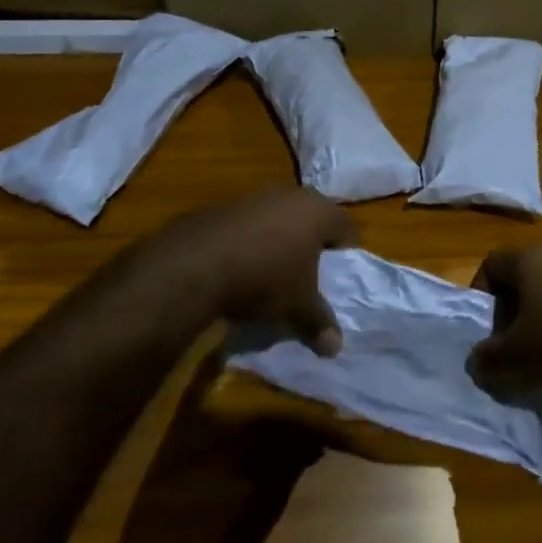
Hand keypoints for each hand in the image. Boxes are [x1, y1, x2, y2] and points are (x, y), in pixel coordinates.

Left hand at [132, 188, 354, 355]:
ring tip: (271, 273)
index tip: (339, 277)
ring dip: (279, 242)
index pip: (347, 227)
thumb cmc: (265, 278)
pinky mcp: (223, 206)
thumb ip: (319, 323)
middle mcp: (290, 195)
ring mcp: (254, 197)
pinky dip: (250, 242)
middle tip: (309, 275)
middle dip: (312, 246)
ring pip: (279, 219)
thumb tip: (335, 348)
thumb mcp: (297, 306)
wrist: (194, 264)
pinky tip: (239, 267)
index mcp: (318, 211)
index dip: (347, 253)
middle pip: (312, 219)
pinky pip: (249, 225)